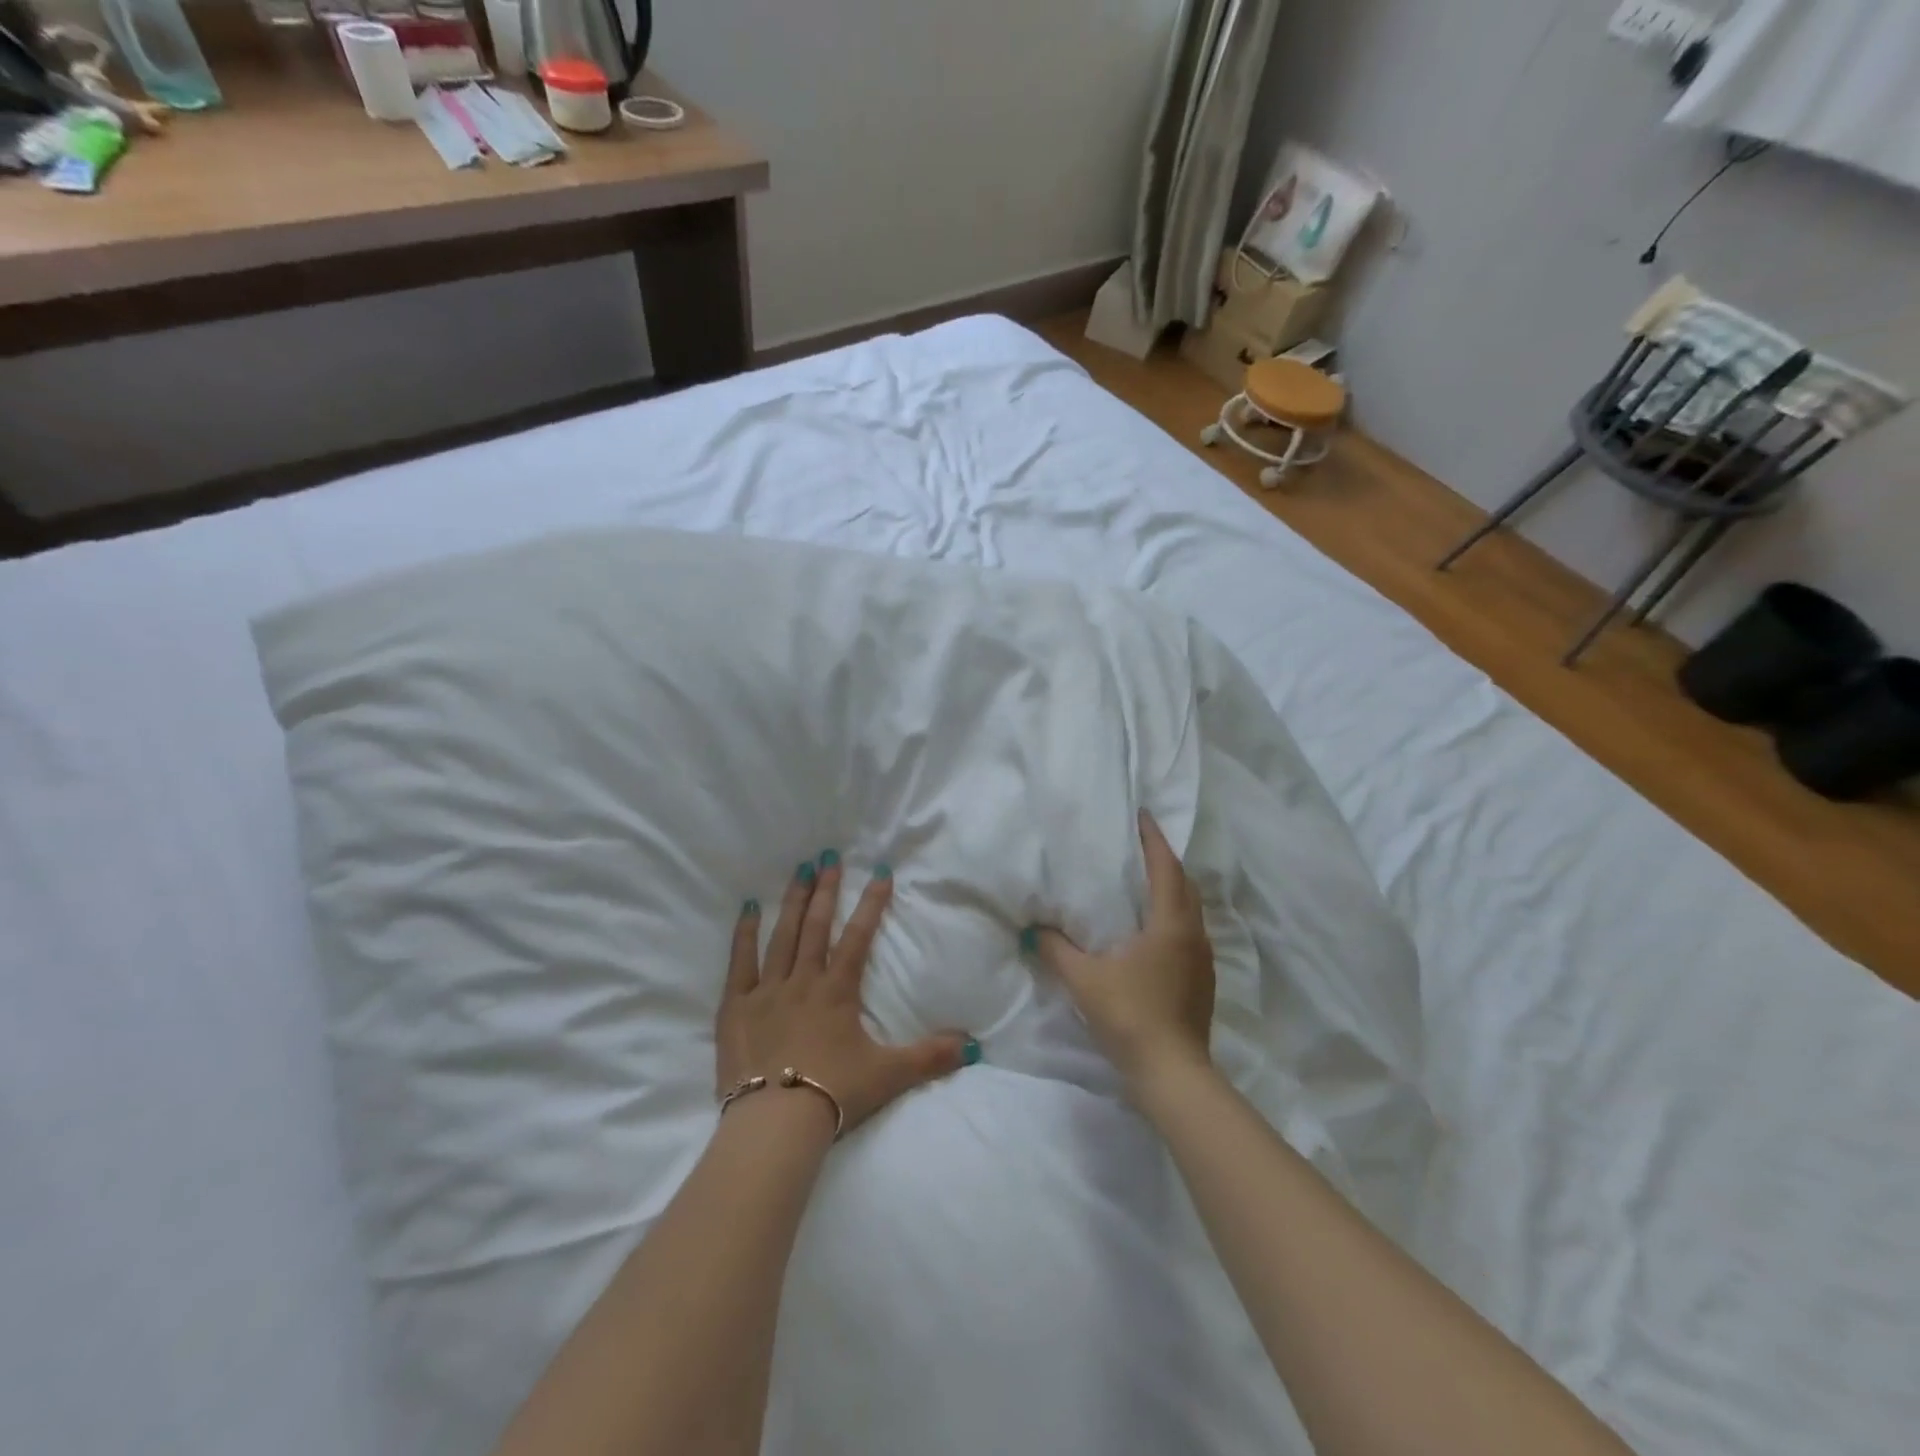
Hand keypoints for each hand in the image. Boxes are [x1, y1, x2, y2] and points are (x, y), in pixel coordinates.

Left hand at [718, 855, 973, 1133]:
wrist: (775, 1124)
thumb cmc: (834, 1094)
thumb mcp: (889, 1076)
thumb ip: (930, 1057)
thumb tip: (973, 1046)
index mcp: (837, 992)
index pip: (858, 937)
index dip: (871, 904)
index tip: (879, 873)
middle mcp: (803, 981)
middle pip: (816, 926)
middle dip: (826, 889)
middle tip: (828, 857)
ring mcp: (766, 991)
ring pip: (782, 936)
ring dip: (792, 901)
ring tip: (799, 870)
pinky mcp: (736, 1008)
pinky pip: (740, 962)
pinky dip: (744, 934)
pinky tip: (749, 908)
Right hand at [1030, 812, 1215, 1089]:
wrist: (1172, 1074)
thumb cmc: (1130, 1016)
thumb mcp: (1085, 980)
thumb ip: (1057, 950)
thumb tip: (1034, 928)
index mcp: (1170, 924)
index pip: (1166, 868)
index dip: (1154, 839)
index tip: (1142, 816)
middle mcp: (1193, 935)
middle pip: (1185, 885)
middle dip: (1165, 861)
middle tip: (1139, 845)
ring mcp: (1202, 960)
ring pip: (1190, 910)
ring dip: (1172, 889)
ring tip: (1144, 881)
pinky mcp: (1201, 981)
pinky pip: (1189, 931)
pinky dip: (1173, 916)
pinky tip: (1152, 928)